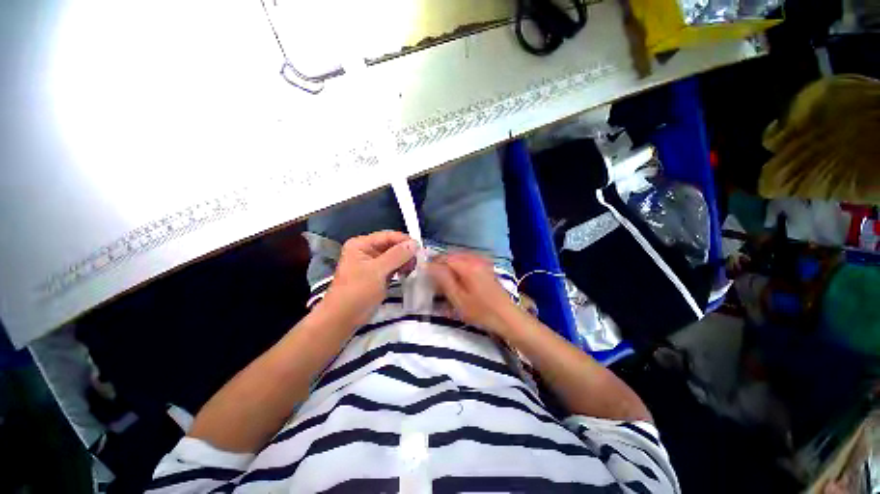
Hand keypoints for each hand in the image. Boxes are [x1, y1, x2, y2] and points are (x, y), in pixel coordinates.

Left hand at [321, 231, 417, 326]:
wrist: (343, 318)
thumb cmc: (357, 291)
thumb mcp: (377, 271)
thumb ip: (396, 255)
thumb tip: (414, 243)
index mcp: (361, 244)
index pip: (387, 236)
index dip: (403, 240)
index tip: (420, 248)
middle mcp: (367, 250)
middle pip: (391, 245)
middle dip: (405, 251)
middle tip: (418, 261)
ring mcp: (373, 263)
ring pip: (394, 256)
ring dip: (404, 260)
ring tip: (413, 268)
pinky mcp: (378, 275)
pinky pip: (393, 266)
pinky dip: (401, 268)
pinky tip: (408, 273)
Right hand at [427, 252, 519, 334]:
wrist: (507, 317)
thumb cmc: (481, 311)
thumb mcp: (458, 298)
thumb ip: (443, 279)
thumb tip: (428, 265)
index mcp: (467, 265)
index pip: (444, 257)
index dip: (432, 264)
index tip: (424, 275)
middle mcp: (475, 259)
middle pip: (452, 256)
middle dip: (440, 265)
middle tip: (433, 280)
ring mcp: (482, 262)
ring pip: (459, 258)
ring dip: (449, 266)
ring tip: (444, 281)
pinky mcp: (486, 267)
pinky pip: (468, 262)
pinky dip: (459, 268)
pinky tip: (458, 279)